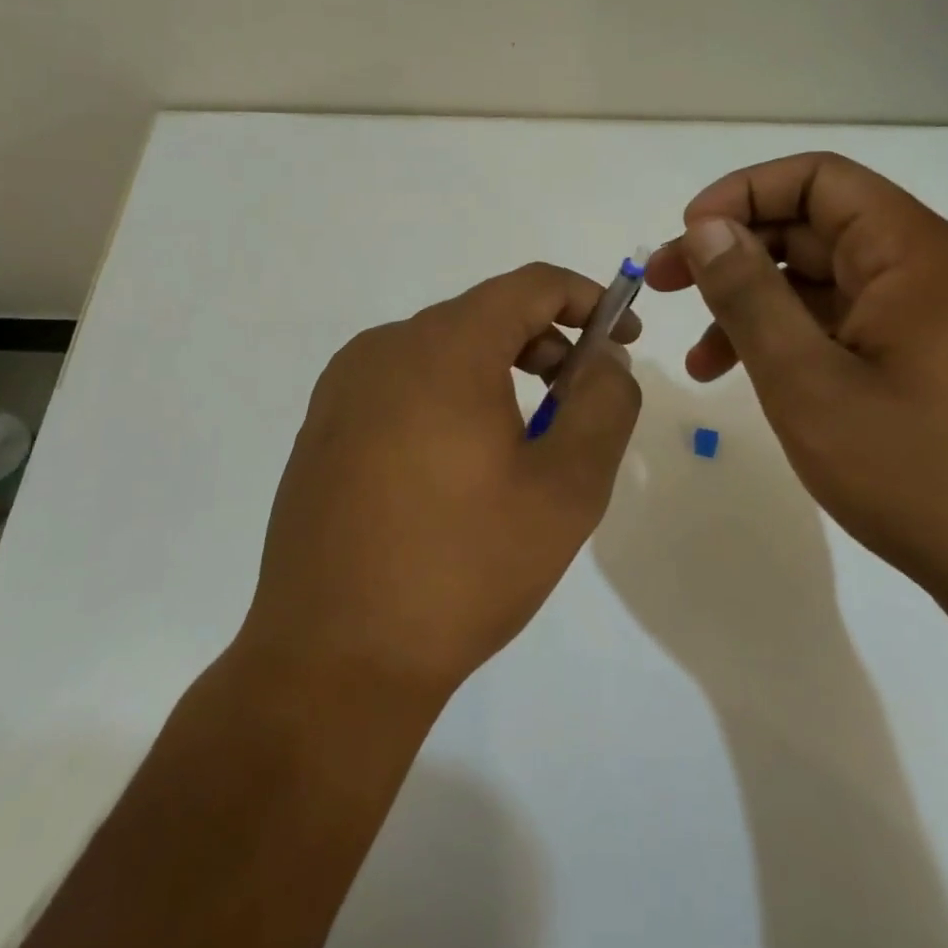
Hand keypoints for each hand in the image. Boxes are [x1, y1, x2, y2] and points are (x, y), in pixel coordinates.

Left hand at [238, 263, 641, 702]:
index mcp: (444, 348)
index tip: (624, 339)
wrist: (334, 662)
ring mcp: (344, 386)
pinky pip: (404, 382)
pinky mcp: (323, 425)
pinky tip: (460, 463)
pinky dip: (451, 394)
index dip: (588, 300)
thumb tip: (605, 360)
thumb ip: (604, 405)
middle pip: (486, 313)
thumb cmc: (463, 568)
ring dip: (499, 370)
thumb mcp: (567, 488)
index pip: (531, 285)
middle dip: (547, 341)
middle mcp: (385, 347)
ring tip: (526, 438)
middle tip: (580, 399)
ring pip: (443, 348)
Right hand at [645, 153, 947, 602]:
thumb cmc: (911, 470)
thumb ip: (749, 295)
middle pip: (813, 226)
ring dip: (752, 303)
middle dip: (734, 252)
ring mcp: (923, 313)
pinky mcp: (918, 354)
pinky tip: (741, 377)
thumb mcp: (806, 380)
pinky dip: (787, 338)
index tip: (689, 236)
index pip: (818, 179)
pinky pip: (839, 321)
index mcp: (911, 251)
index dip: (744, 194)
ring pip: (819, 279)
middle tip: (667, 286)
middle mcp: (923, 267)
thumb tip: (704, 228)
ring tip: (697, 356)